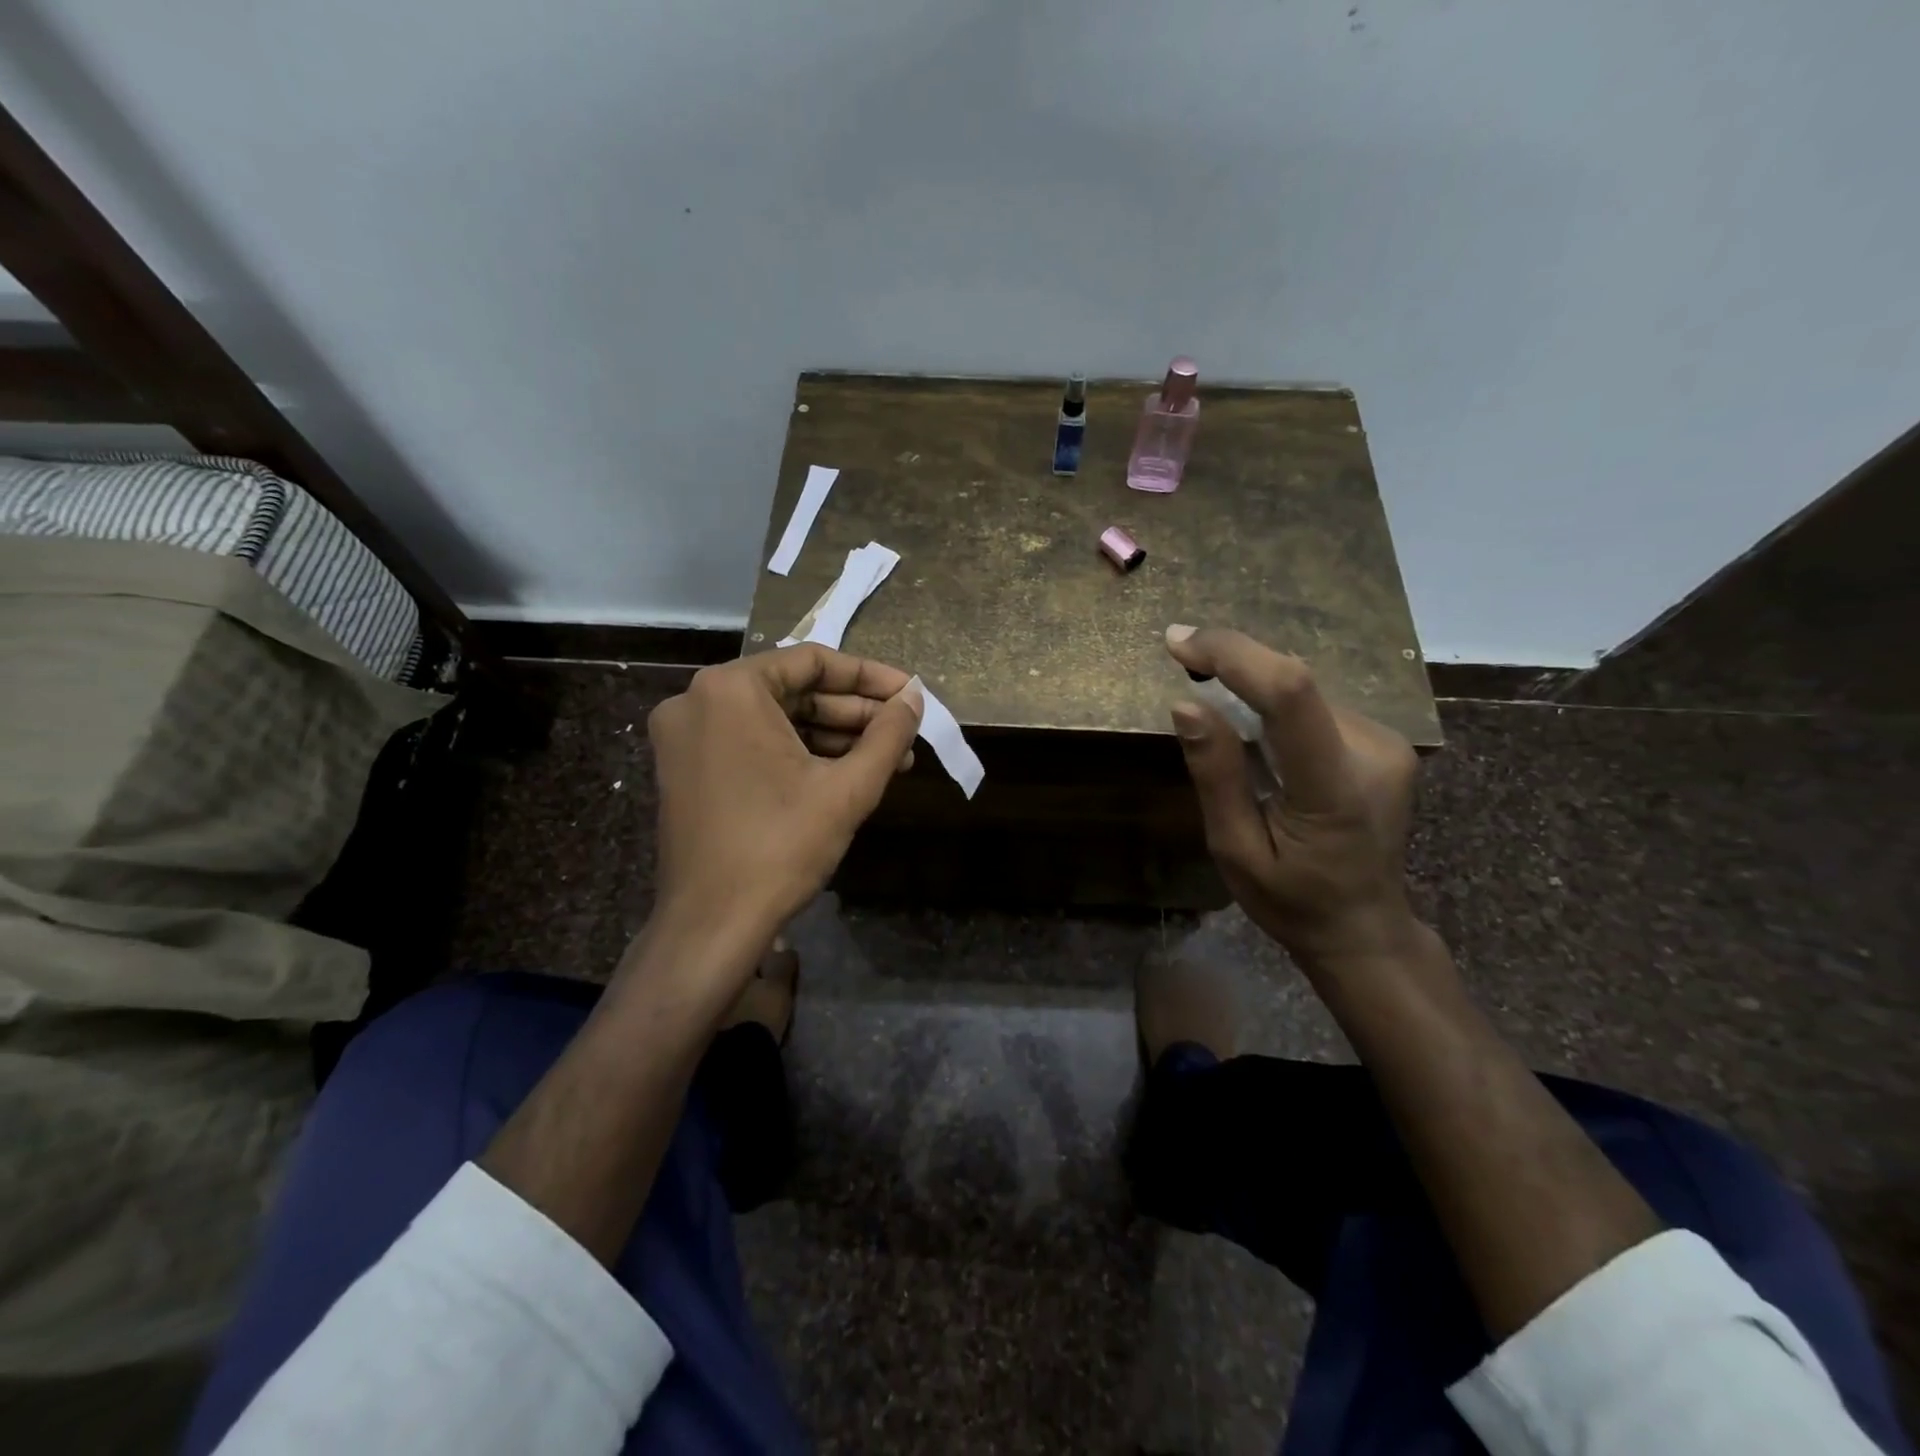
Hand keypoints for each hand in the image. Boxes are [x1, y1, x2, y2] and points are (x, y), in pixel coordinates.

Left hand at [646, 644, 923, 957]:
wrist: (712, 924)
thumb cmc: (781, 847)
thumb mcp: (847, 788)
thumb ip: (887, 735)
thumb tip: (914, 700)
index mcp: (731, 689)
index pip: (813, 661)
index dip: (870, 677)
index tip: (910, 694)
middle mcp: (698, 700)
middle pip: (793, 690)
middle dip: (854, 713)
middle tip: (904, 731)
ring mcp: (686, 737)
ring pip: (774, 720)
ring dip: (832, 736)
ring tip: (889, 758)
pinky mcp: (686, 769)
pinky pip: (752, 744)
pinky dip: (798, 754)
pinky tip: (846, 772)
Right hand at [1164, 624, 1419, 968]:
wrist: (1365, 928)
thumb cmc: (1292, 902)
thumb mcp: (1235, 850)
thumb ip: (1217, 776)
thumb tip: (1186, 704)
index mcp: (1333, 789)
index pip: (1290, 695)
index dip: (1234, 655)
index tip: (1179, 644)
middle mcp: (1373, 752)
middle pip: (1295, 684)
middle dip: (1234, 668)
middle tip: (1184, 666)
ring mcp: (1387, 744)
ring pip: (1304, 691)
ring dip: (1254, 688)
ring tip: (1219, 715)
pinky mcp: (1385, 741)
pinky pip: (1316, 707)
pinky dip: (1276, 706)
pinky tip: (1259, 738)